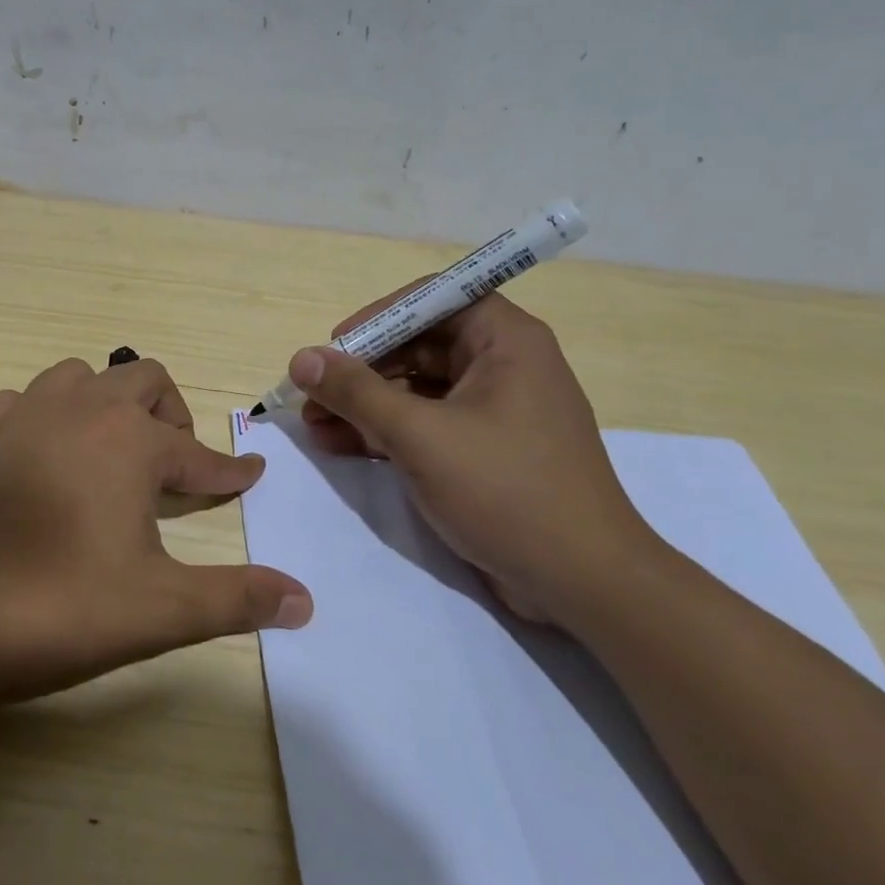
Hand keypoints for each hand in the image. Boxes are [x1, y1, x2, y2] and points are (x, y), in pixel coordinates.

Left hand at [0, 357, 311, 706]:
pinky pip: (26, 402)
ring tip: (114, 459)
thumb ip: (235, 600)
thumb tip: (306, 601)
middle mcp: (79, 409)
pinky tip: (46, 460)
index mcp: (129, 441)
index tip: (249, 477)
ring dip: (110, 407)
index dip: (230, 472)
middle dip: (172, 419)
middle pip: (144, 382)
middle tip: (177, 472)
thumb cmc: (48, 607)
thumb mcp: (155, 611)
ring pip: (82, 379)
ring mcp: (20, 414)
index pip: (199, 455)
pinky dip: (50, 419)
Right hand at [288, 290, 662, 627]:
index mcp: (505, 341)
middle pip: (418, 346)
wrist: (583, 583)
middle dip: (361, 371)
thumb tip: (301, 358)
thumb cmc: (506, 491)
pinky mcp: (485, 451)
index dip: (376, 318)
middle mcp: (503, 365)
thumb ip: (357, 393)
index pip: (431, 300)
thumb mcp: (420, 436)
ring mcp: (495, 411)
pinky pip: (427, 425)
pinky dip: (386, 433)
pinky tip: (342, 447)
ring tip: (315, 427)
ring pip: (417, 390)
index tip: (332, 347)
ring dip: (365, 405)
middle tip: (311, 397)